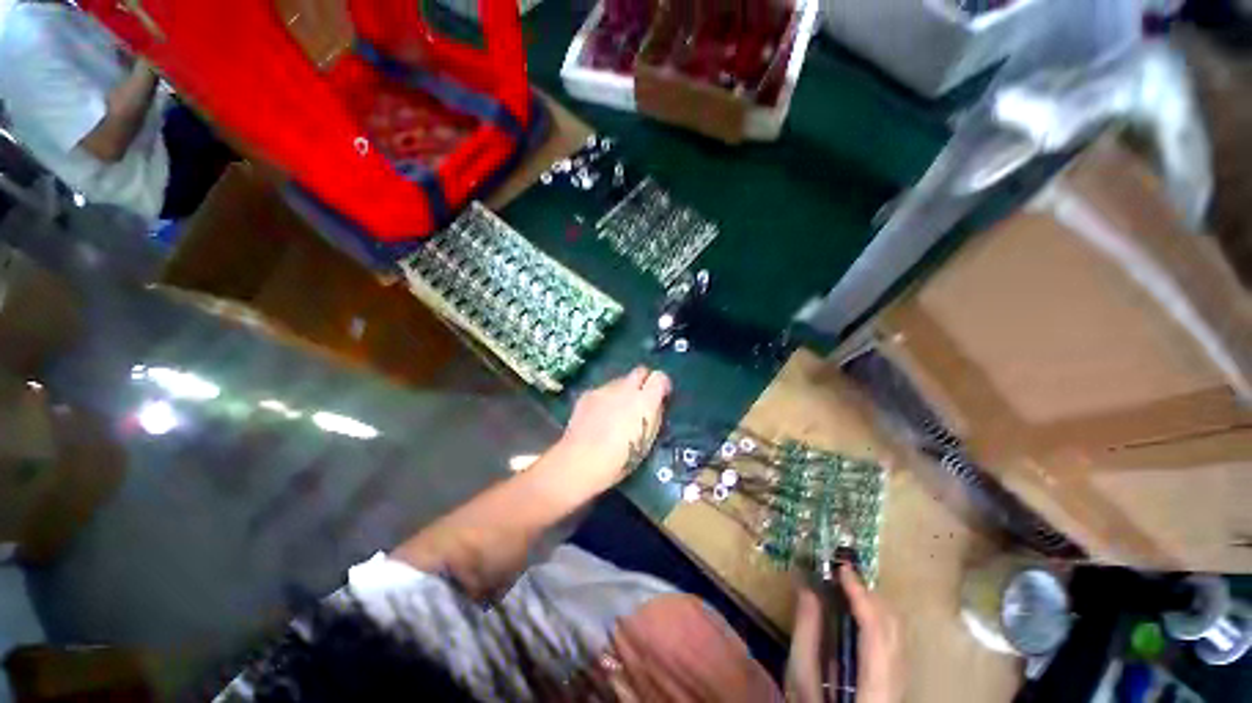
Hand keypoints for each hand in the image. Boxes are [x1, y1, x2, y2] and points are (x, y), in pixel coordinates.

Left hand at [556, 366, 670, 494]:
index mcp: (645, 401)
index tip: (662, 395)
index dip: (662, 384)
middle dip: (643, 381)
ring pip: (619, 381)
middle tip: (640, 399)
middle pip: (640, 371)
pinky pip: (602, 390)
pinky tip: (598, 417)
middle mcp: (626, 388)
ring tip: (616, 412)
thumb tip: (654, 405)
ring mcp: (604, 389)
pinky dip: (605, 399)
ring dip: (622, 392)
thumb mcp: (647, 441)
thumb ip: (653, 416)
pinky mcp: (587, 394)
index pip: (660, 376)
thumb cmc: (621, 459)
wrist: (581, 461)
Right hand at [786, 565, 903, 702]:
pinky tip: (859, 613)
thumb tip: (807, 588)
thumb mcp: (802, 678)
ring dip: (875, 604)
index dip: (860, 595)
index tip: (842, 568)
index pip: (875, 630)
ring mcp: (901, 681)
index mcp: (874, 685)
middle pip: (893, 627)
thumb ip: (806, 634)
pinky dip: (879, 618)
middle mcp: (896, 681)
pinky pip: (896, 640)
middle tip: (841, 575)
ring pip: (898, 632)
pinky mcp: (898, 681)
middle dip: (869, 595)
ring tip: (848, 588)